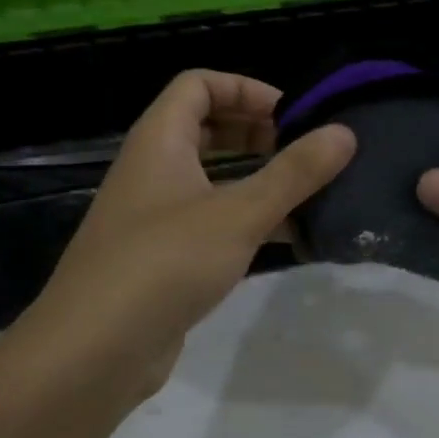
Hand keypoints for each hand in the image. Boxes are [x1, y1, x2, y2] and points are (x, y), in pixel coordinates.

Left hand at [0, 70, 354, 405]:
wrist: (93, 352)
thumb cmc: (165, 263)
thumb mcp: (239, 214)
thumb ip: (294, 173)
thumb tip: (345, 133)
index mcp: (159, 141)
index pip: (198, 85)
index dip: (246, 88)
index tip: (293, 114)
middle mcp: (152, 170)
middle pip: (206, 129)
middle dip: (257, 132)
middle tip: (304, 151)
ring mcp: (155, 216)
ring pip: (211, 179)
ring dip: (256, 179)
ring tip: (308, 193)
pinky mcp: (162, 258)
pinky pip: (210, 222)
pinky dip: (246, 221)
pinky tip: (288, 239)